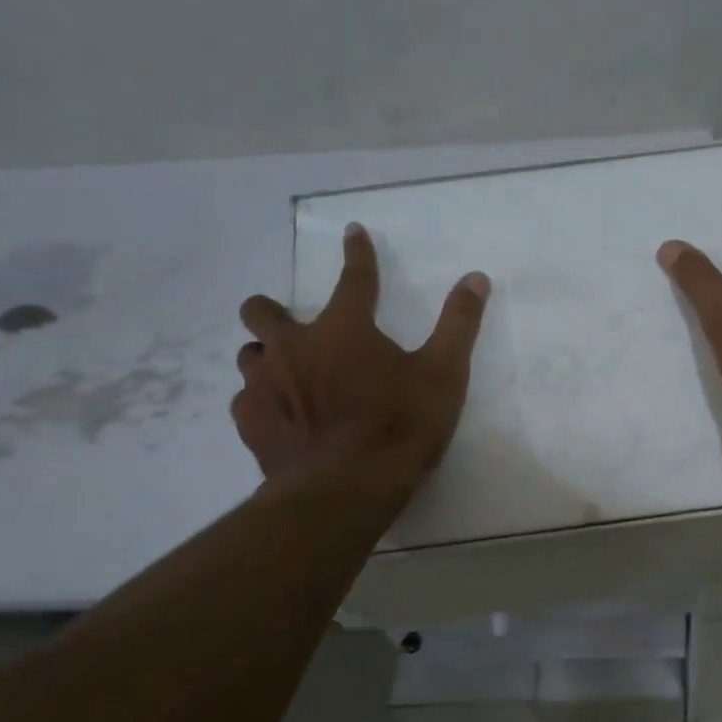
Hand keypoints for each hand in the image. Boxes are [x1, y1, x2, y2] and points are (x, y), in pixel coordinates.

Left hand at [231, 223, 489, 490]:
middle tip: (295, 327)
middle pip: (263, 309)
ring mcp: (265, 384)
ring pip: (249, 354)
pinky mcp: (250, 422)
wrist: (345, 489)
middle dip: (274, 309)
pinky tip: (279, 417)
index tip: (353, 232)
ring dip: (266, 356)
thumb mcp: (444, 374)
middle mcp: (294, 346)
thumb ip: (458, 324)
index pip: (354, 278)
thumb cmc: (400, 427)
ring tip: (288, 375)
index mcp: (344, 329)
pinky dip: (261, 401)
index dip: (358, 254)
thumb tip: (476, 277)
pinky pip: (245, 399)